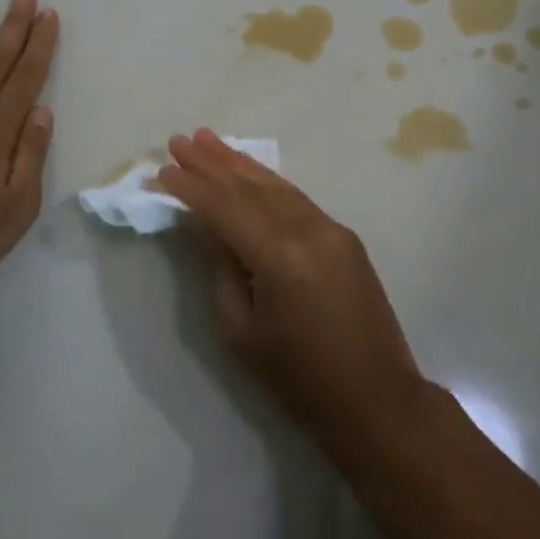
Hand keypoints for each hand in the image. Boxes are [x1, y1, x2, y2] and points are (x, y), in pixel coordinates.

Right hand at [156, 130, 427, 453]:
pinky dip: (267, 182)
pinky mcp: (344, 236)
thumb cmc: (300, 379)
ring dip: (239, 163)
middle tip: (179, 140)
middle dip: (212, 162)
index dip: (191, 188)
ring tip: (208, 140)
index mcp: (280, 256)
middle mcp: (308, 229)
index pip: (225, 208)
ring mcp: (331, 229)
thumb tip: (212, 227)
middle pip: (250, 187)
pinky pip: (297, 199)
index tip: (163, 170)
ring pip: (276, 186)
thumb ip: (223, 269)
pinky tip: (249, 171)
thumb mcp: (242, 332)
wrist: (377, 399)